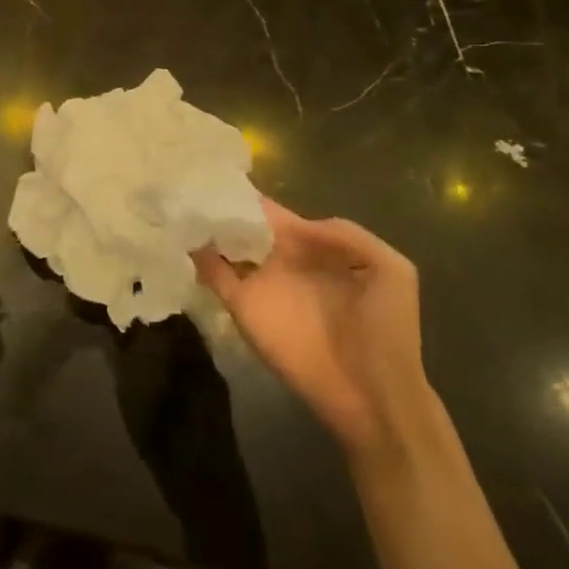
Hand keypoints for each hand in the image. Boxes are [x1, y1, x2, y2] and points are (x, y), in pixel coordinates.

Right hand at [196, 200, 431, 458]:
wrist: (374, 395)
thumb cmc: (387, 331)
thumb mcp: (390, 269)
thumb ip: (346, 234)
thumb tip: (295, 223)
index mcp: (311, 247)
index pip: (275, 215)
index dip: (251, 196)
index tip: (223, 173)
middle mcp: (279, 261)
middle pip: (242, 226)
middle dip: (220, 205)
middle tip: (190, 181)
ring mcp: (259, 285)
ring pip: (223, 247)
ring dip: (203, 227)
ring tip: (178, 199)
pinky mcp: (242, 309)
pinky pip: (214, 277)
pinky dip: (196, 257)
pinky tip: (181, 234)